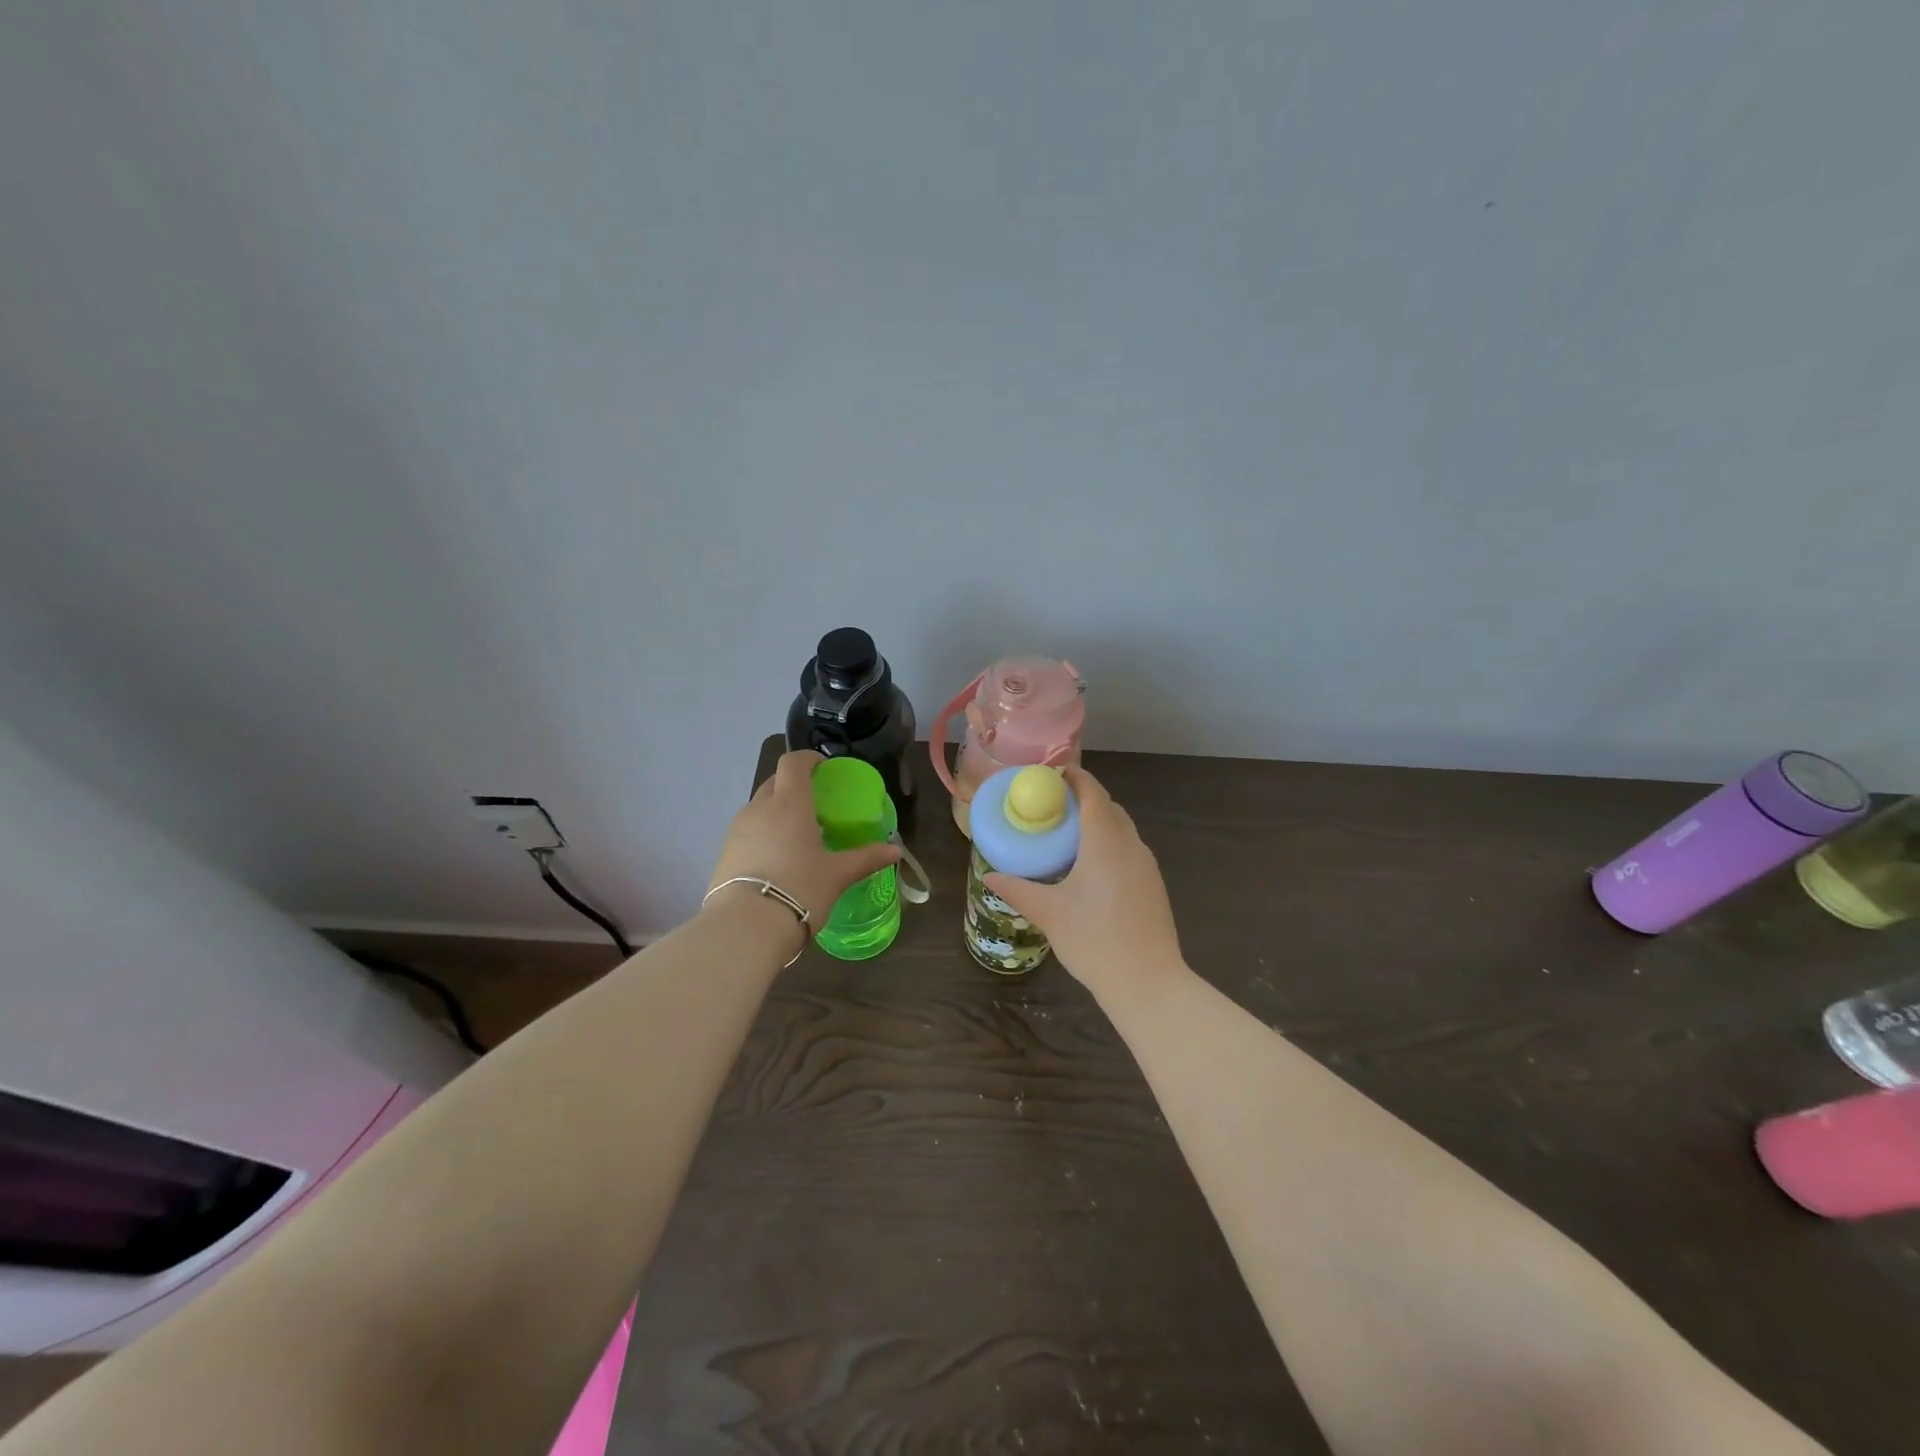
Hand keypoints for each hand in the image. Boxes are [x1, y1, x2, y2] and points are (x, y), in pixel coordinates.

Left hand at [708, 751, 900, 930]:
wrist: (745, 927)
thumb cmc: (799, 889)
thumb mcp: (838, 875)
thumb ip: (866, 858)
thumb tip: (896, 851)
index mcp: (789, 803)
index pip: (793, 762)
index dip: (808, 759)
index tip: (824, 768)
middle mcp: (760, 808)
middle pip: (775, 782)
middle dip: (794, 785)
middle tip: (816, 804)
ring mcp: (737, 830)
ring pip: (759, 807)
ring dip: (777, 811)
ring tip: (798, 835)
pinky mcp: (725, 853)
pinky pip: (748, 831)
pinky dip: (764, 833)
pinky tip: (778, 859)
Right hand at [985, 766, 1183, 1002]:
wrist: (1149, 983)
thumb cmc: (1095, 941)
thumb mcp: (1049, 913)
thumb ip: (1018, 890)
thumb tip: (990, 876)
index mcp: (1105, 841)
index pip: (1092, 792)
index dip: (1074, 777)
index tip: (1050, 775)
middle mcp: (1130, 845)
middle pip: (1109, 807)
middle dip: (1083, 798)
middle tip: (1051, 807)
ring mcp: (1146, 865)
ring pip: (1122, 829)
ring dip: (1098, 822)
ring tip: (1066, 835)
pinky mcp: (1153, 885)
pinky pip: (1129, 849)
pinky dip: (1109, 843)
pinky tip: (1090, 868)